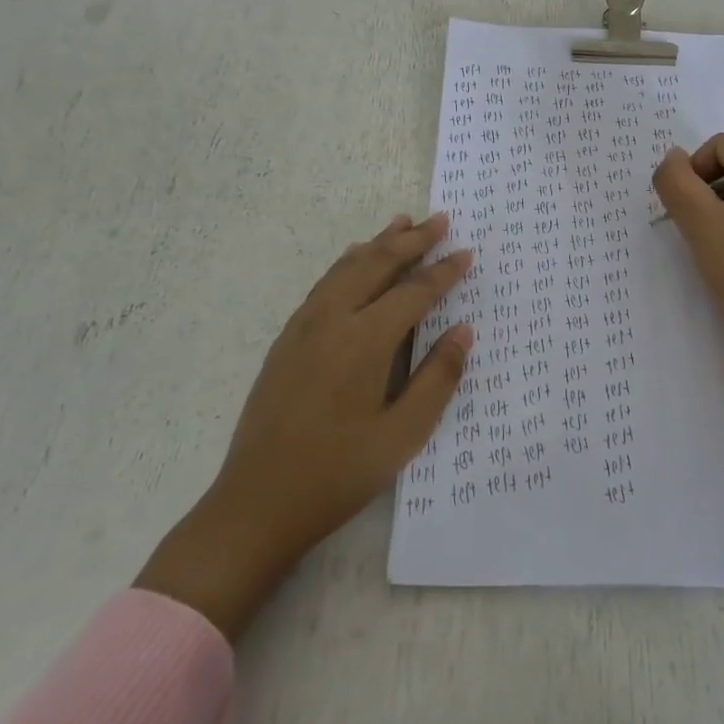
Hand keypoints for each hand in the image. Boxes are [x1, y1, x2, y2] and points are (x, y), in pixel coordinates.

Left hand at [135, 213, 472, 639]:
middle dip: (412, 239)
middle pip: (377, 264)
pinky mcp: (286, 339)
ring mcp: (303, 326)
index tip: (467, 253)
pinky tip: (355, 260)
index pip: (414, 292)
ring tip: (403, 223)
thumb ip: (438, 378)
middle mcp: (332, 320)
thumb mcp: (403, 435)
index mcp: (364, 341)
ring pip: (347, 267)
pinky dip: (349, 262)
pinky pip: (325, 283)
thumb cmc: (338, 473)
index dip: (444, 271)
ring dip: (379, 242)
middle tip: (440, 220)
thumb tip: (463, 330)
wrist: (256, 503)